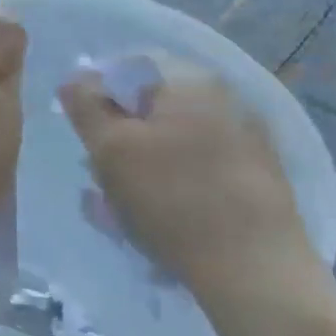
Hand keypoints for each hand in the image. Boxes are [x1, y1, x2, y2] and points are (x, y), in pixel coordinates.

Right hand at [58, 59, 312, 302]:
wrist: (254, 268)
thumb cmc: (171, 199)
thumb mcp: (111, 150)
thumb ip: (86, 107)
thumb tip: (75, 79)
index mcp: (190, 80)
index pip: (129, 68)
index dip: (97, 97)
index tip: (85, 136)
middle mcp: (226, 96)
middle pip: (152, 106)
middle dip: (121, 137)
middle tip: (101, 176)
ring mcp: (248, 135)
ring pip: (175, 138)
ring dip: (145, 163)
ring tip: (126, 207)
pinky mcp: (259, 173)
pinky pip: (201, 165)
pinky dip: (176, 182)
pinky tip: (164, 218)